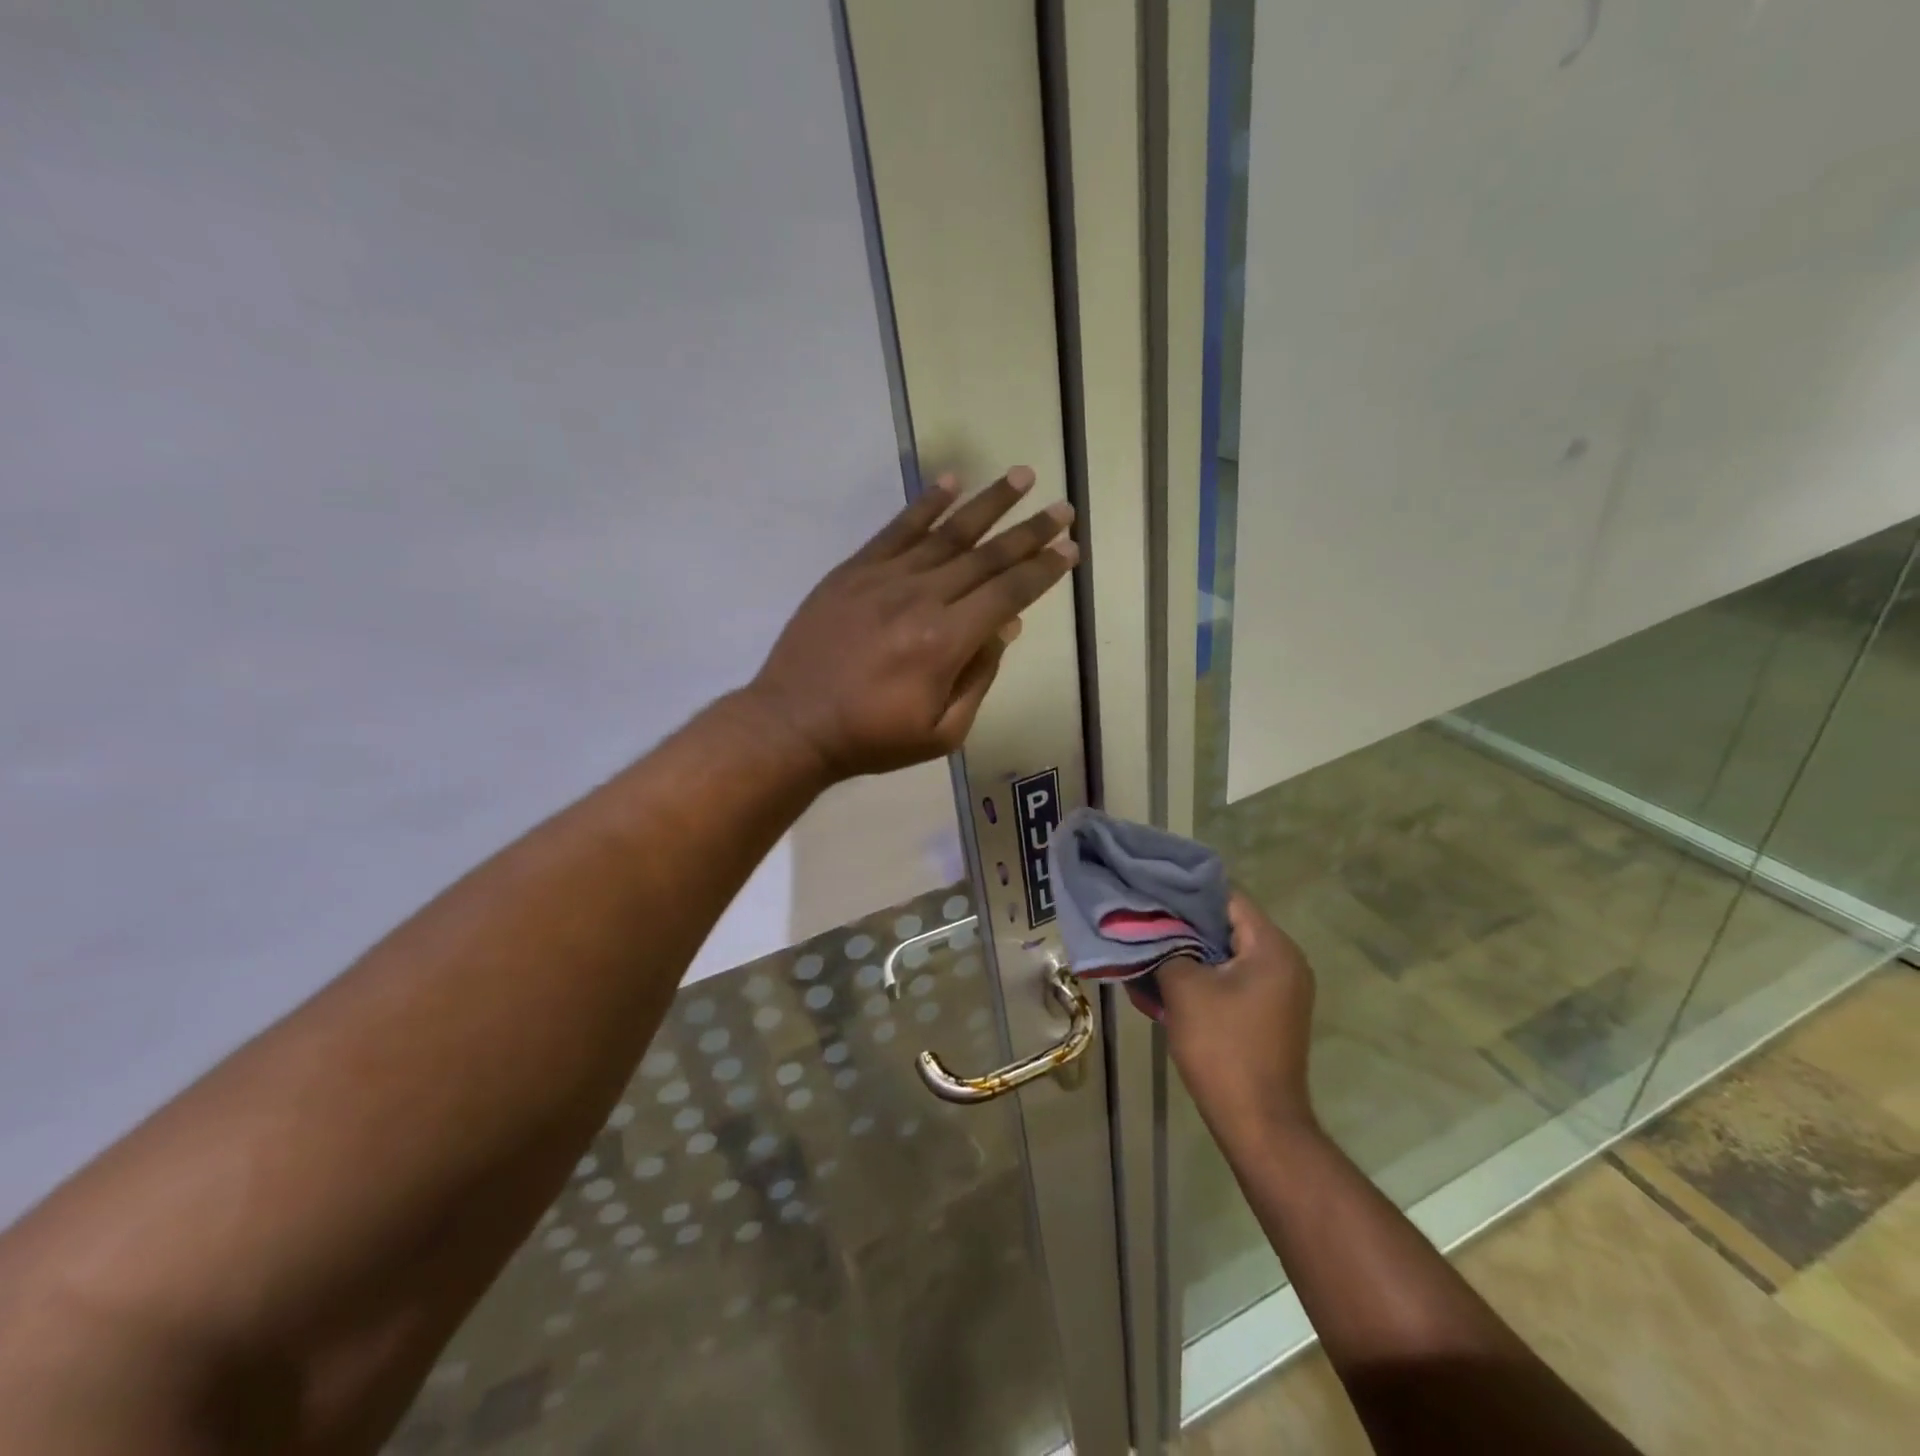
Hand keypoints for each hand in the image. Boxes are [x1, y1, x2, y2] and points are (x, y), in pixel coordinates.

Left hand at [744, 468, 1076, 779]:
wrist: (793, 724)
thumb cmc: (872, 737)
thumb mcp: (942, 732)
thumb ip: (979, 678)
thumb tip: (1005, 628)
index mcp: (945, 642)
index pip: (1008, 594)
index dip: (1042, 571)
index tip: (1069, 549)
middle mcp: (921, 598)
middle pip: (986, 557)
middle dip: (1030, 532)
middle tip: (1063, 508)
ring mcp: (884, 578)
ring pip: (947, 533)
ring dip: (989, 503)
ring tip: (1022, 476)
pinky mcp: (853, 571)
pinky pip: (897, 529)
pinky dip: (926, 504)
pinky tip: (952, 482)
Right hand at [1161, 891, 1318, 1142]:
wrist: (1258, 1122)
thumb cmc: (1222, 1047)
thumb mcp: (1184, 988)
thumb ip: (1166, 947)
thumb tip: (1149, 929)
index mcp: (1272, 947)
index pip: (1227, 897)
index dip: (1185, 892)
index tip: (1150, 893)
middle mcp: (1285, 961)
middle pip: (1227, 924)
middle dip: (1183, 924)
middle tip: (1143, 922)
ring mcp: (1282, 989)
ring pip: (1227, 954)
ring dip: (1190, 952)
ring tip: (1149, 951)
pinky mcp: (1271, 1012)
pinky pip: (1234, 978)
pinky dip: (1204, 975)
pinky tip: (1168, 982)